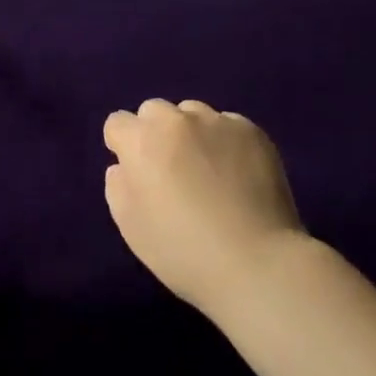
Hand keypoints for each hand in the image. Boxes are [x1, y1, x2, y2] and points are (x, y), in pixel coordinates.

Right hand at [103, 99, 307, 314]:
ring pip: (192, 113)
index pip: (117, 123)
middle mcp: (176, 121)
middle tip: (171, 170)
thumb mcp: (131, 227)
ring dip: (190, 133)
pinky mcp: (251, 131)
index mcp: (142, 141)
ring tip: (208, 170)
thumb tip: (124, 166)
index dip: (123, 146)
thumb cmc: (184, 252)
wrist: (257, 264)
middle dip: (155, 134)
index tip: (136, 172)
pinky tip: (237, 174)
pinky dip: (225, 142)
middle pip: (154, 111)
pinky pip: (228, 125)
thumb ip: (118, 186)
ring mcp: (217, 122)